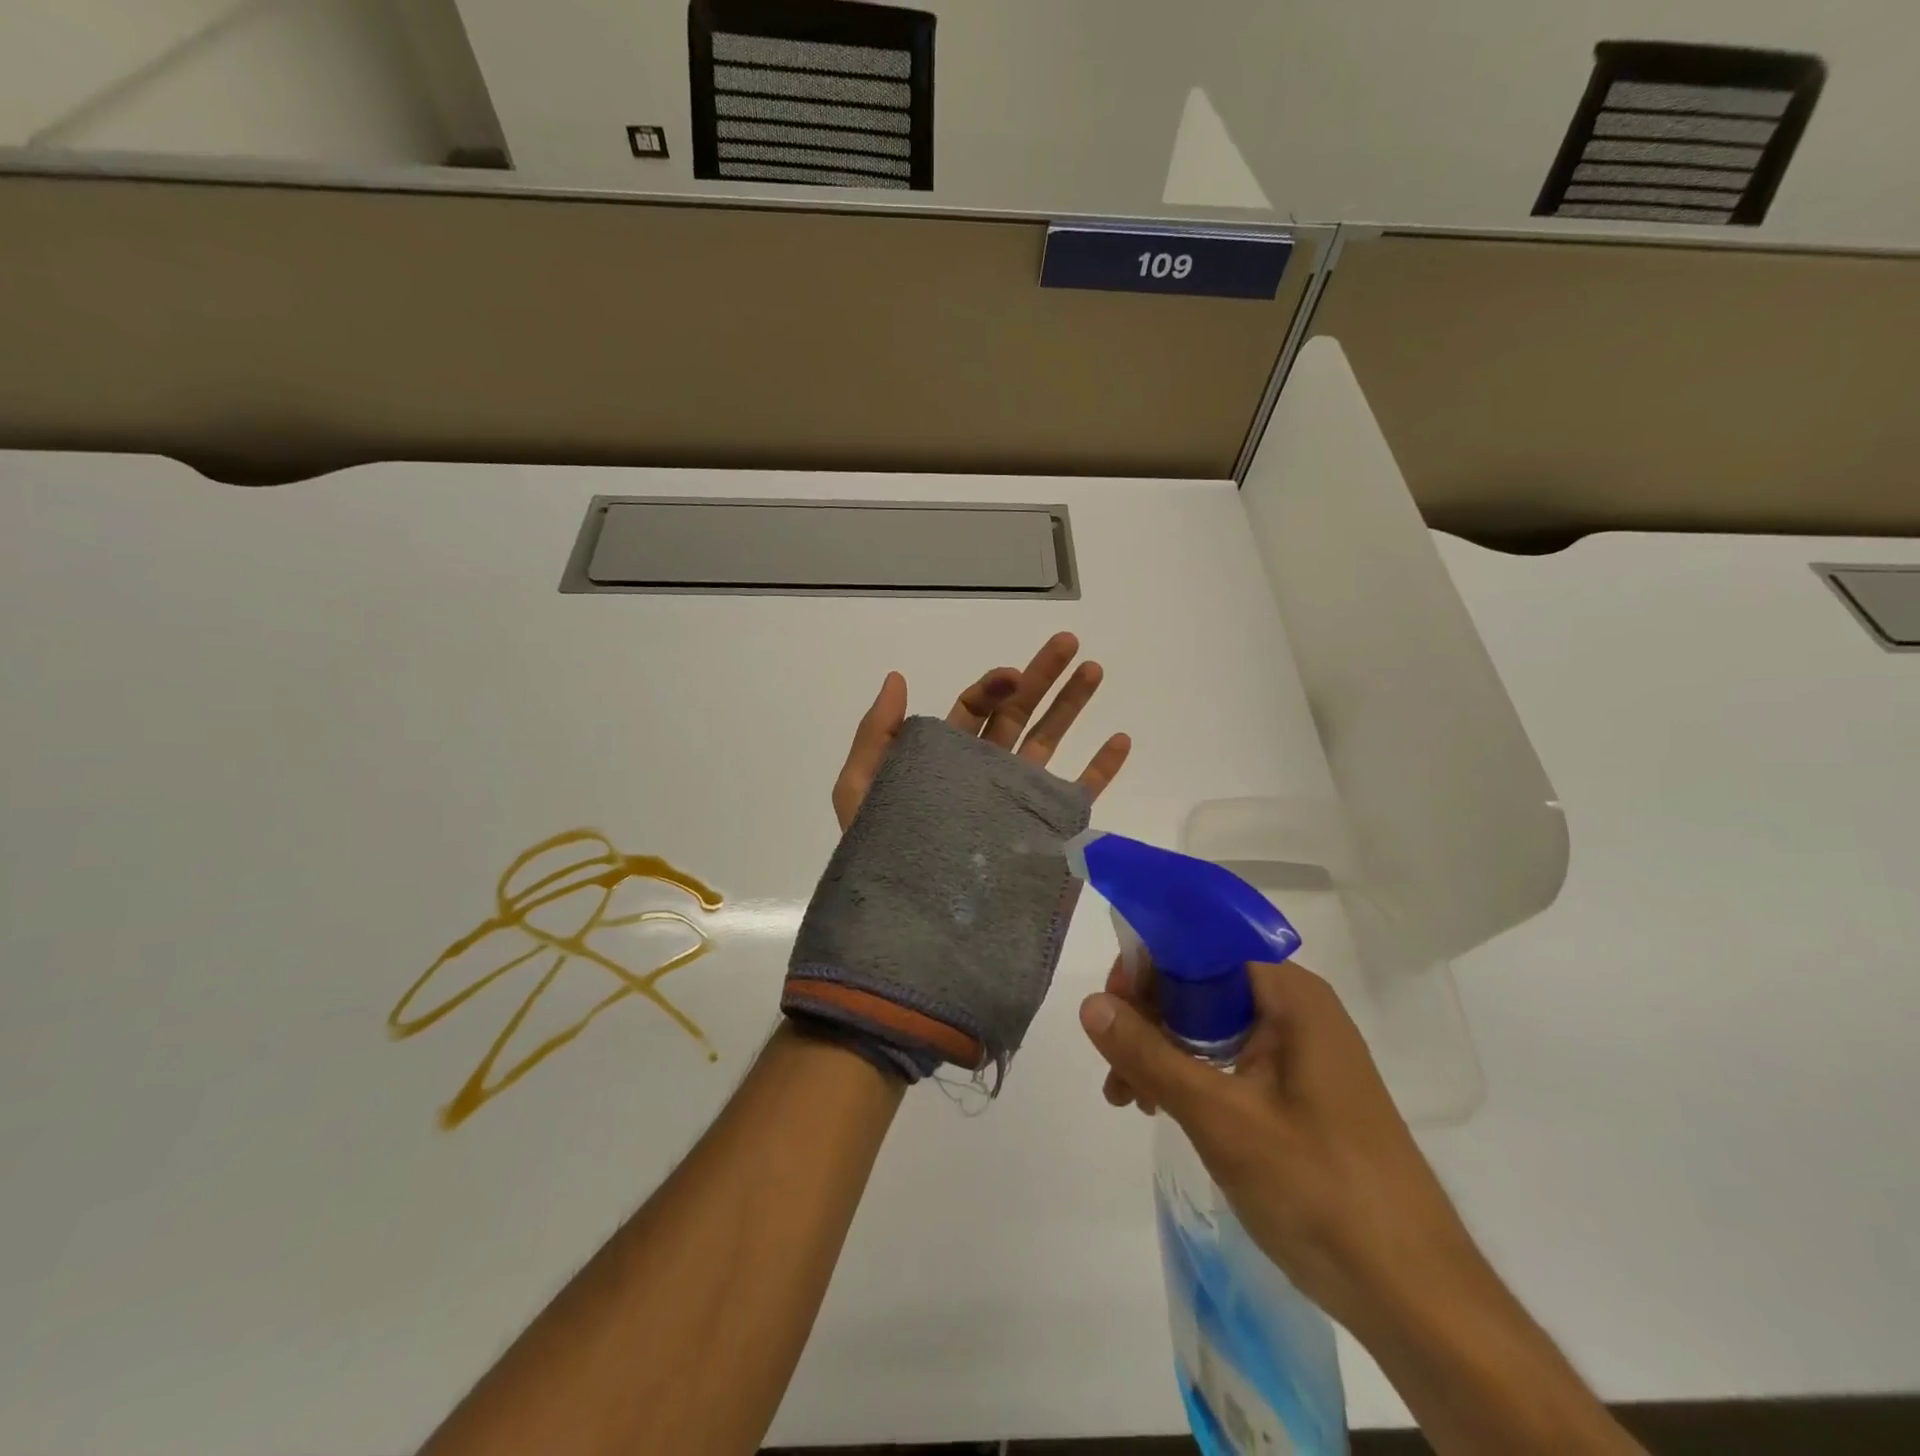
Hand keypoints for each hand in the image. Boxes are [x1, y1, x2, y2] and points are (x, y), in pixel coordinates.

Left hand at [832, 631, 1131, 830]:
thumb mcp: (861, 788)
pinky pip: (1077, 793)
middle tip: (1068, 642)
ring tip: (1094, 671)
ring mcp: (1016, 800)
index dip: (993, 686)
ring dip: (1072, 706)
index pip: (975, 709)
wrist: (914, 923)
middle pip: (1018, 714)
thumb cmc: (882, 853)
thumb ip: (876, 734)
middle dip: (1042, 677)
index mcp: (945, 758)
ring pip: (1049, 742)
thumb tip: (896, 678)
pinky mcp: (1044, 830)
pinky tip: (1120, 739)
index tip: (1013, 675)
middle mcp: (984, 772)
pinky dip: (1100, 768)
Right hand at [1078, 959, 1491, 1341]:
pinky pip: (1230, 1060)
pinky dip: (1190, 1076)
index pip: (1200, 947)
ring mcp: (1301, 1052)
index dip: (1148, 966)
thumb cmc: (1319, 1190)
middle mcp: (1297, 1009)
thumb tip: (1090, 1003)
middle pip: (1202, 985)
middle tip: (1114, 1068)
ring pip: (1210, 1025)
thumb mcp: (1219, 1117)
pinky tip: (1162, 1109)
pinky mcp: (1300, 1092)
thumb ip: (1149, 1054)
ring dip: (1163, 1051)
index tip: (1109, 1009)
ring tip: (1131, 1100)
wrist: (1417, 1298)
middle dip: (1148, 1018)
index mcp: (1290, 994)